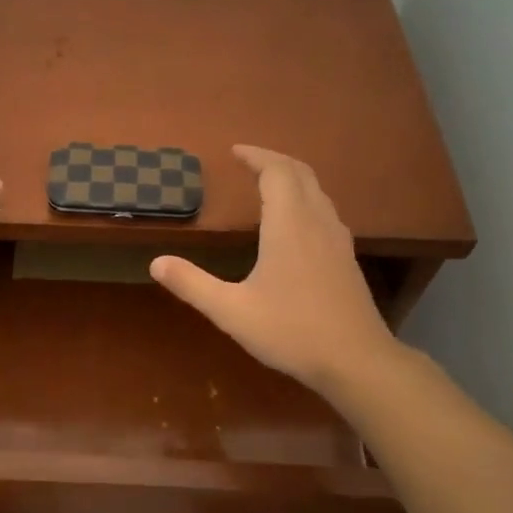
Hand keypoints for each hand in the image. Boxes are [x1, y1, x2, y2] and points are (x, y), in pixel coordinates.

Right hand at [150, 145, 395, 399]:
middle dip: (274, 160)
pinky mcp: (346, 259)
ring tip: (268, 184)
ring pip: (317, 192)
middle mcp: (317, 223)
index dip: (256, 156)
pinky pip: (325, 211)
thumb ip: (192, 284)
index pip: (276, 172)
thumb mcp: (232, 311)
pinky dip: (305, 200)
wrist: (356, 361)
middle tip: (249, 160)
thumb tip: (155, 263)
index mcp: (289, 225)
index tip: (235, 151)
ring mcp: (337, 240)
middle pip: (300, 174)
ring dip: (292, 178)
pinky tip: (294, 224)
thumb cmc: (291, 331)